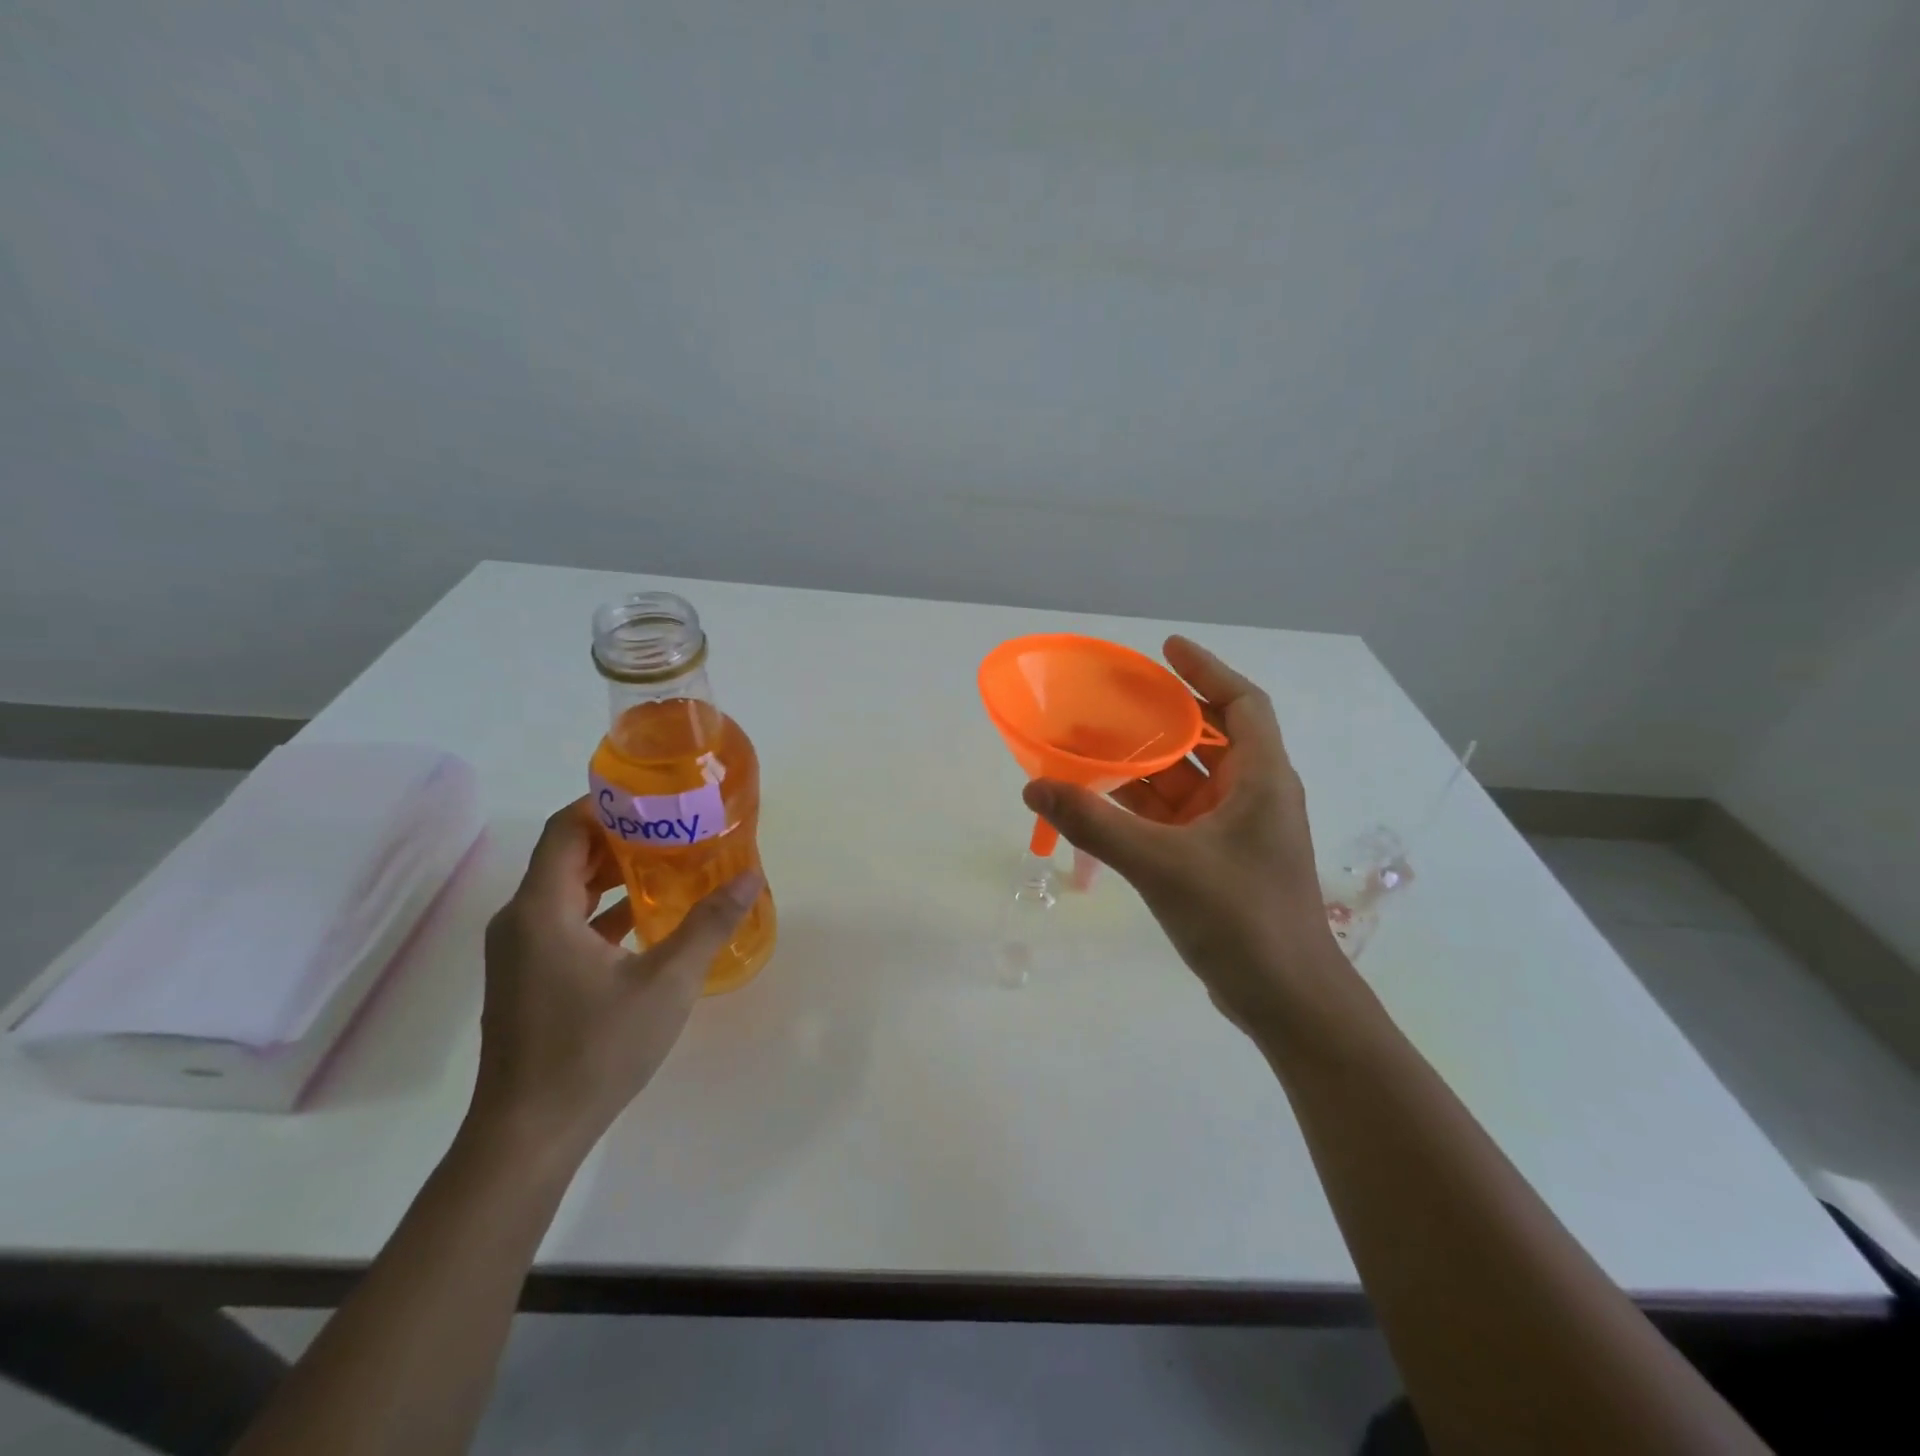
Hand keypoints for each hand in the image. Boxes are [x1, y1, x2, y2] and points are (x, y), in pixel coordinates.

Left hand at [469, 800, 760, 1164]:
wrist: (529, 1136)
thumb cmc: (594, 1050)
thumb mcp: (665, 983)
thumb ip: (708, 925)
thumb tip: (750, 878)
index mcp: (541, 910)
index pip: (567, 830)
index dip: (607, 805)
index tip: (656, 798)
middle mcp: (521, 921)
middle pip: (567, 856)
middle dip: (620, 837)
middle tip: (676, 828)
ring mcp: (520, 953)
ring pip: (566, 892)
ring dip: (613, 874)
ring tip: (670, 863)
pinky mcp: (528, 979)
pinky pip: (565, 923)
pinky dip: (603, 910)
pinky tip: (648, 917)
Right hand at [1023, 637, 1352, 1039]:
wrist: (1288, 1003)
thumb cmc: (1240, 920)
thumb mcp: (1162, 865)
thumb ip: (1096, 822)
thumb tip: (1036, 784)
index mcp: (1262, 780)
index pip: (1242, 703)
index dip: (1207, 669)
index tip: (1165, 649)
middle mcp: (1254, 797)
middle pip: (1209, 738)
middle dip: (1163, 717)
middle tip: (1112, 699)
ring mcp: (1237, 833)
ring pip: (1188, 782)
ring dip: (1146, 765)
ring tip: (1094, 746)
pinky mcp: (1219, 863)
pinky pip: (1177, 818)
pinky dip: (1144, 807)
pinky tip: (1103, 802)